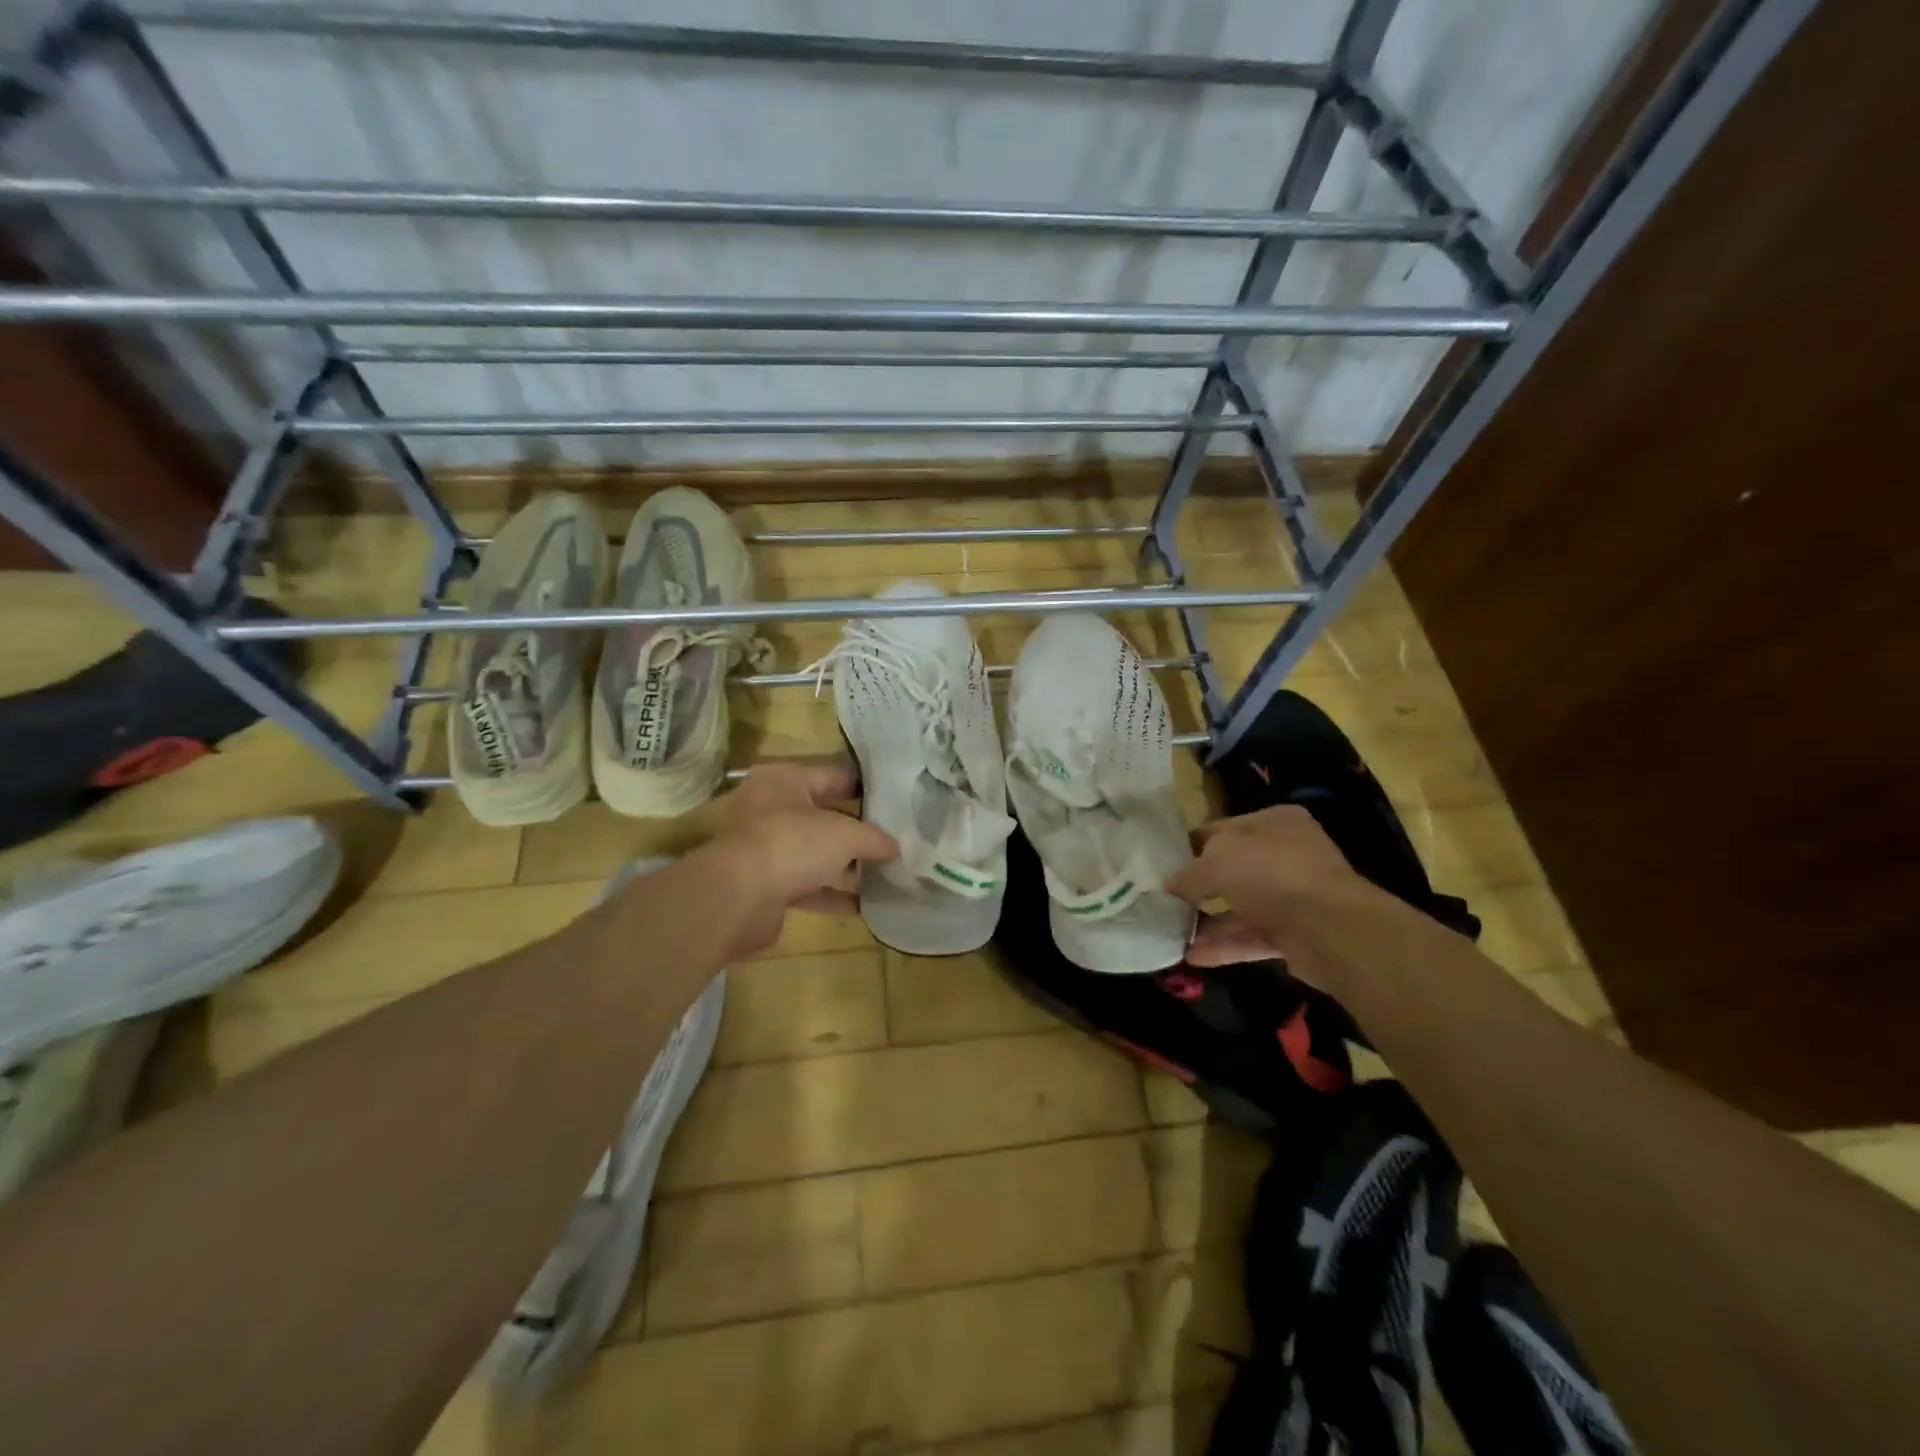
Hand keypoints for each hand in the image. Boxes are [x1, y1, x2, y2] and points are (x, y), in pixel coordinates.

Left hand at [697, 756, 897, 957]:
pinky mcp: (764, 885)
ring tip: (884, 872)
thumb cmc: (792, 844)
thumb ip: (874, 838)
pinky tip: (863, 905)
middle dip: (856, 829)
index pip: (834, 776)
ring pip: (813, 853)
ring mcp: (765, 848)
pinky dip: (831, 894)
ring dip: (844, 865)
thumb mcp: (846, 834)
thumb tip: (895, 848)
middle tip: (894, 837)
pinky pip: (806, 886)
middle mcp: (770, 808)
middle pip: (823, 815)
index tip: (895, 800)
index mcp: (784, 780)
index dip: (865, 788)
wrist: (737, 897)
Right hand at [1166, 804, 1396, 993]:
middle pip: (1232, 869)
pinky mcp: (1296, 934)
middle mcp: (1286, 854)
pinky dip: (1223, 945)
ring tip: (1169, 932)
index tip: (1160, 864)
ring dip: (1206, 921)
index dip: (1189, 845)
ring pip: (1240, 906)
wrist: (1332, 929)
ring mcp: (1293, 895)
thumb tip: (1170, 884)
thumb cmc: (1272, 874)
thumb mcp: (1218, 861)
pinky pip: (1252, 936)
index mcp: (1272, 822)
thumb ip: (1189, 873)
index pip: (1221, 829)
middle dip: (1198, 887)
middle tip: (1162, 899)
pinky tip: (1190, 955)